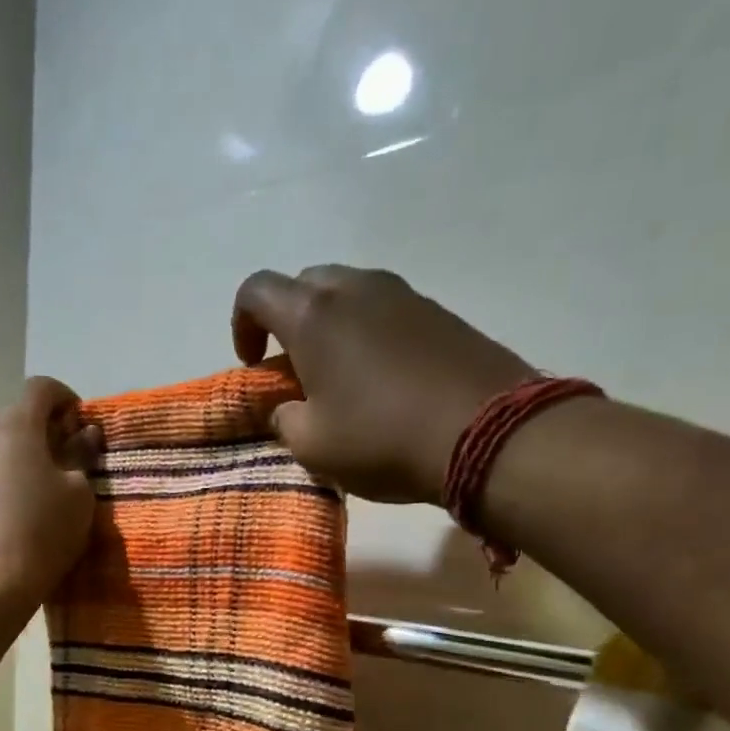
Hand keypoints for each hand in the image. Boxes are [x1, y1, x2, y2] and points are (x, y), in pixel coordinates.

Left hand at [0, 377, 101, 607]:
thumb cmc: (43, 531)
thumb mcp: (79, 494)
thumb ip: (81, 456)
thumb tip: (84, 434)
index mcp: (15, 425)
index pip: (41, 388)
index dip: (65, 399)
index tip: (80, 425)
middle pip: (14, 419)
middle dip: (40, 433)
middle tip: (63, 464)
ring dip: (15, 460)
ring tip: (34, 494)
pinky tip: (7, 517)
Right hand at [231, 265, 536, 503]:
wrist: (487, 432)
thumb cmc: (382, 438)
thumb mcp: (313, 445)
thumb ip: (284, 419)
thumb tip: (287, 407)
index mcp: (313, 316)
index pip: (256, 290)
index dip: (242, 324)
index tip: (253, 364)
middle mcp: (355, 289)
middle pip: (304, 284)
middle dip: (288, 321)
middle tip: (294, 369)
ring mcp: (402, 294)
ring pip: (348, 293)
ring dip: (331, 325)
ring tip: (339, 375)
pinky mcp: (438, 312)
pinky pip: (385, 309)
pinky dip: (368, 333)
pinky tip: (381, 379)